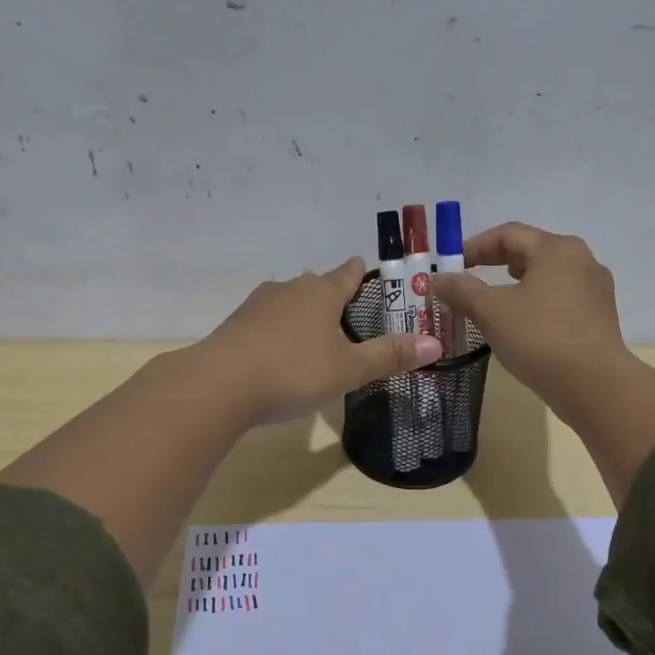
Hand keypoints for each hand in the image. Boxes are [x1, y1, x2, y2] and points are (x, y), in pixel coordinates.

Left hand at [199, 257, 440, 423]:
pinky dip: (277, 331)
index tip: (367, 269)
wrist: (219, 385)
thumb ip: (389, 356)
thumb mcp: (349, 369)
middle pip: (316, 285)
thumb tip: (436, 343)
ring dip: (302, 313)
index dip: (360, 272)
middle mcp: (289, 289)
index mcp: (322, 292)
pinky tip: (278, 353)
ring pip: (288, 301)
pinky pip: (265, 321)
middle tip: (347, 315)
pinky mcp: (235, 325)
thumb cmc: (294, 371)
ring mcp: (258, 305)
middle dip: (331, 295)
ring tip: (314, 336)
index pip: (347, 273)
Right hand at [428, 223, 632, 415]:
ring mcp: (595, 290)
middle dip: (496, 264)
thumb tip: (437, 279)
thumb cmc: (540, 338)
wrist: (595, 386)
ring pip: (547, 277)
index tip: (452, 266)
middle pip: (530, 252)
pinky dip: (535, 304)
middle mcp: (581, 261)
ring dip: (516, 286)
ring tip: (493, 302)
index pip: (508, 234)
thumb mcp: (491, 312)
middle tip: (468, 280)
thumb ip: (461, 290)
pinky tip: (521, 326)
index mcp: (556, 249)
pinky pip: (560, 300)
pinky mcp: (599, 318)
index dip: (475, 246)